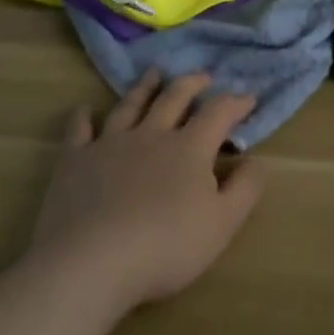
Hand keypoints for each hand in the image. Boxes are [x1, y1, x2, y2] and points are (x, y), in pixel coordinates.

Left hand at [29, 71, 265, 314]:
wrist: (91, 261)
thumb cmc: (165, 246)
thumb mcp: (222, 224)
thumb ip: (245, 189)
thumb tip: (257, 160)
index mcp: (189, 148)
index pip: (218, 113)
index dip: (235, 102)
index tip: (248, 97)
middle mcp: (151, 134)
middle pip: (174, 98)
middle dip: (192, 84)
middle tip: (202, 76)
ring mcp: (110, 143)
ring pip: (130, 105)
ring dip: (144, 87)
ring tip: (154, 73)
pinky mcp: (76, 160)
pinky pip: (79, 130)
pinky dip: (83, 117)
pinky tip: (83, 110)